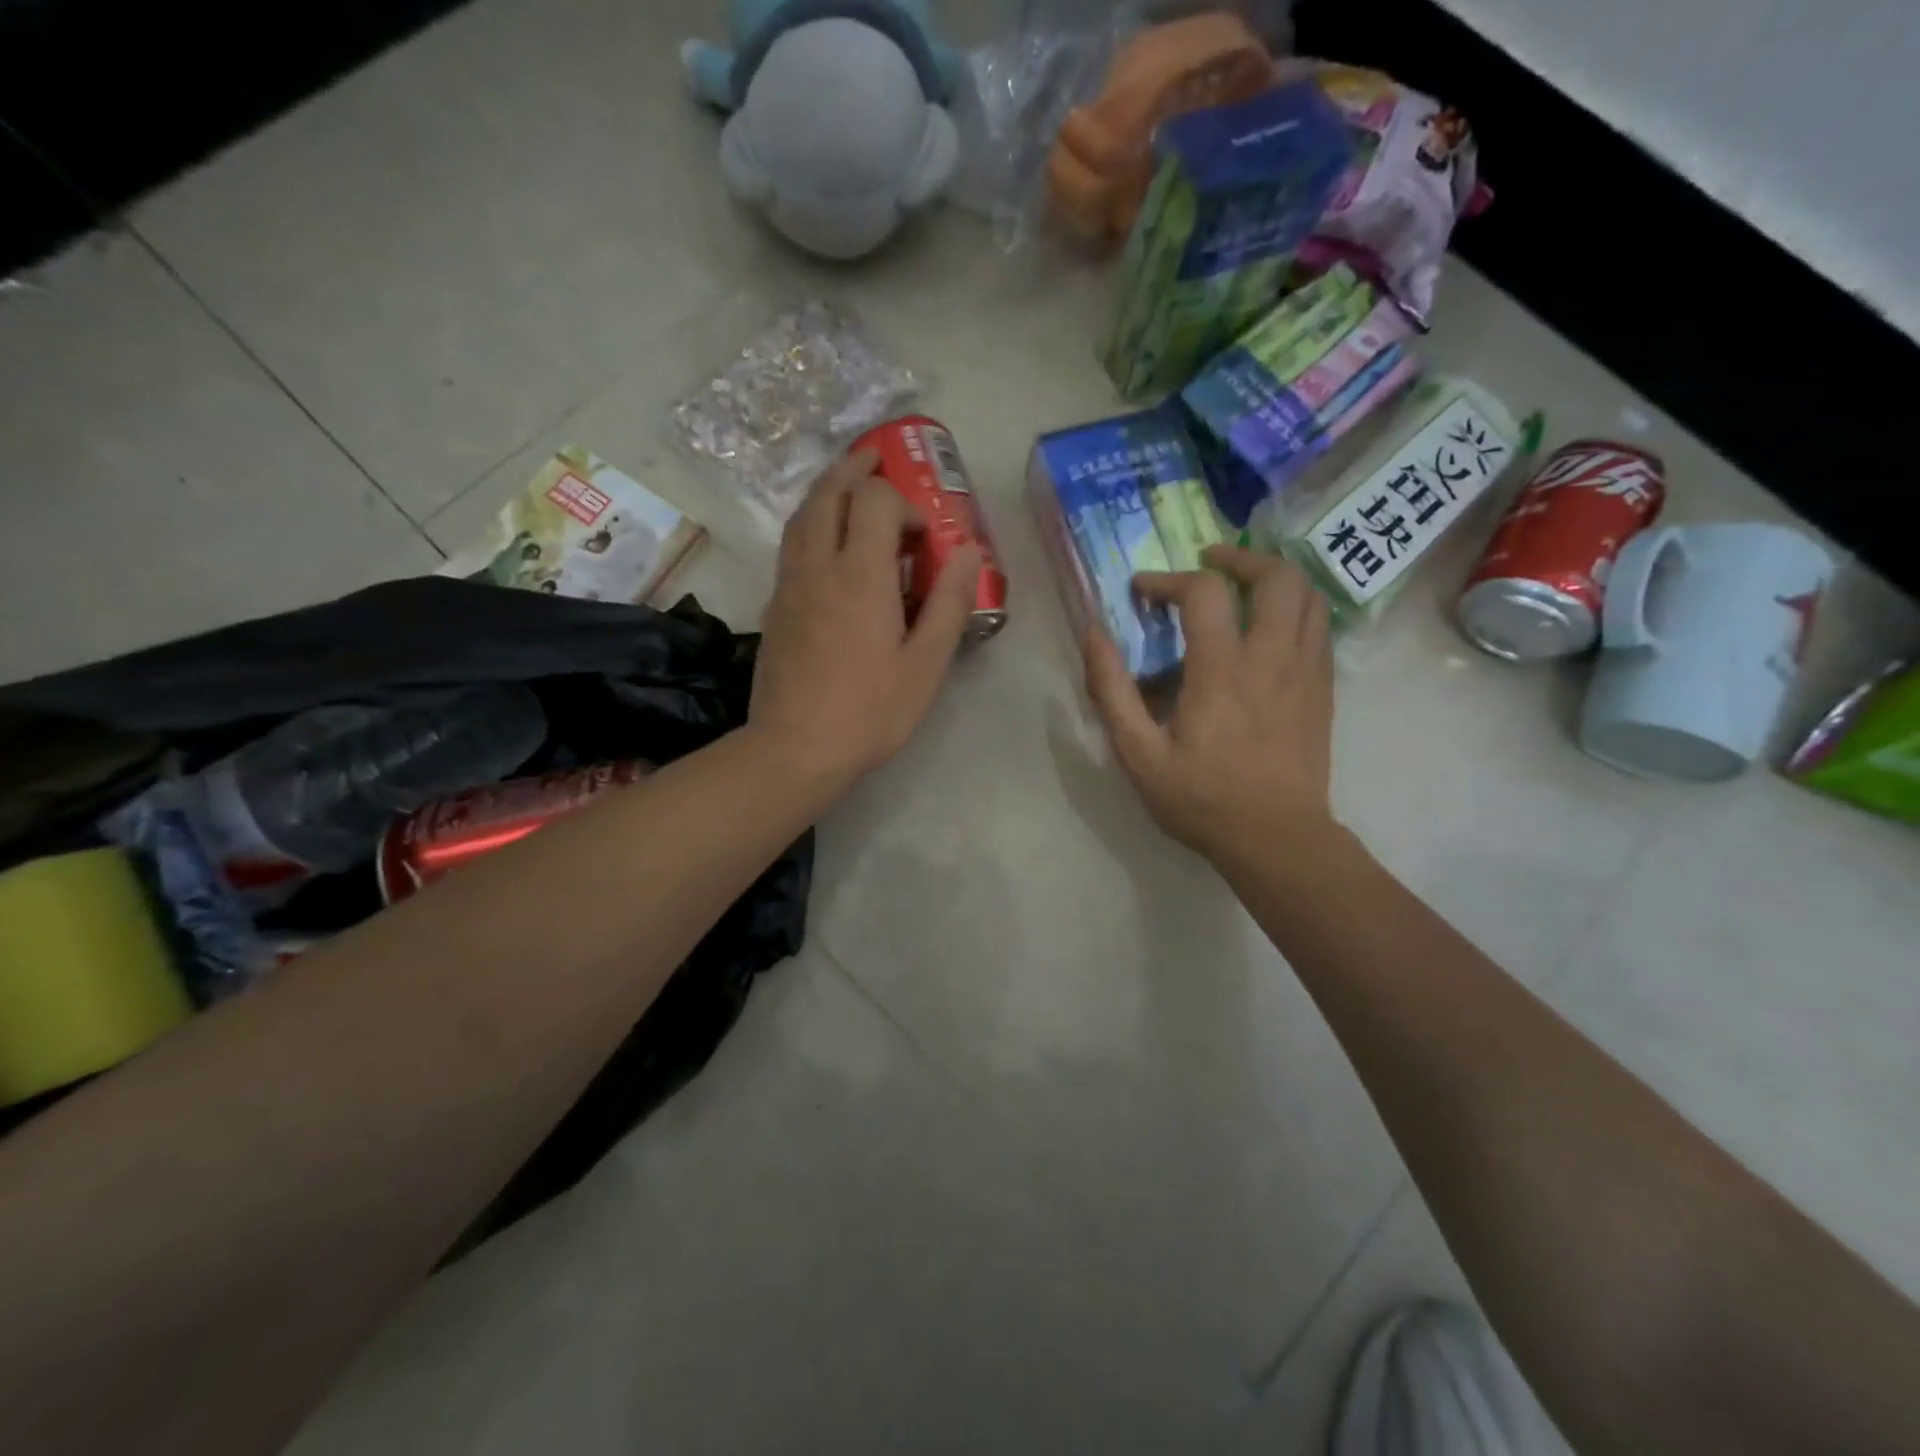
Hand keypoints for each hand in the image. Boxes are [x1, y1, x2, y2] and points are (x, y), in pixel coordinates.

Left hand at [750, 448, 981, 789]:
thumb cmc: (870, 711)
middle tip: (877, 460)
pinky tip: (825, 538)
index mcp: (860, 575)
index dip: (904, 504)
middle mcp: (819, 565)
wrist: (795, 748)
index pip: (875, 502)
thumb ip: (948, 603)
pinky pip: (792, 542)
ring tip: (850, 486)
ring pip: (803, 514)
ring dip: (828, 489)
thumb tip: (967, 551)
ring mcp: (790, 584)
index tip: (924, 538)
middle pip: (829, 493)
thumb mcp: (926, 664)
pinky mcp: (775, 605)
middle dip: (855, 469)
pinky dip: (811, 521)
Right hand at [1083, 546, 1335, 867]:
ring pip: (1308, 595)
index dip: (1168, 579)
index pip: (1204, 591)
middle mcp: (1272, 657)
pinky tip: (1269, 628)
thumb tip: (1093, 634)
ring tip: (1242, 586)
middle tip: (1207, 563)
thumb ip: (1111, 691)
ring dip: (1273, 577)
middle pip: (1276, 575)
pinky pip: (1320, 627)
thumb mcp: (1138, 754)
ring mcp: (1306, 671)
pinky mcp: (1323, 689)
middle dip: (1239, 558)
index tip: (1142, 590)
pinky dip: (1295, 609)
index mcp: (1222, 669)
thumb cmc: (1201, 799)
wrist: (1276, 839)